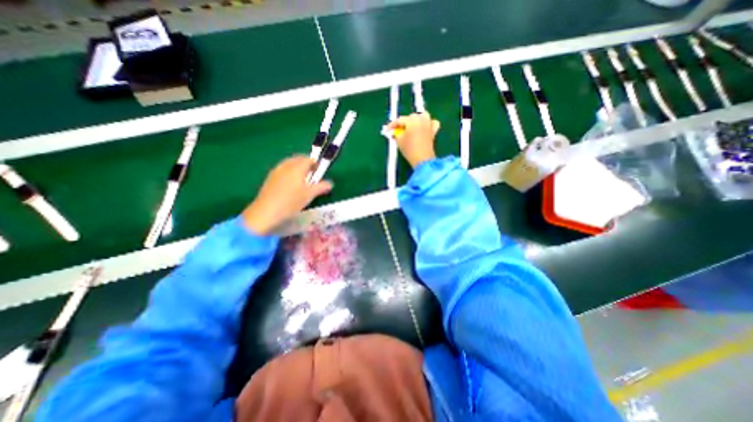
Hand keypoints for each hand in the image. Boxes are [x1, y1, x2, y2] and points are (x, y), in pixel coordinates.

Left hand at [244, 157, 331, 234]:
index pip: (308, 159)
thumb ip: (321, 187)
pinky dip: (289, 173)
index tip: (319, 172)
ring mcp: (276, 171)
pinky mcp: (270, 178)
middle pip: (298, 159)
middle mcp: (286, 165)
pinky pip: (283, 170)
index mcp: (297, 167)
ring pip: (289, 164)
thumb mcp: (310, 195)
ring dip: (297, 168)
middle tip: (312, 175)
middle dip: (306, 164)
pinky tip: (290, 185)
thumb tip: (330, 183)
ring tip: (302, 181)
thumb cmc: (291, 202)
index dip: (316, 164)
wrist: (266, 212)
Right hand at [384, 112, 438, 167]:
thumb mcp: (399, 141)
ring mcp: (429, 124)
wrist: (423, 159)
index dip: (392, 125)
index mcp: (412, 120)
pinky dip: (428, 124)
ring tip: (411, 127)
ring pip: (423, 116)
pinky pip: (432, 123)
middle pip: (411, 117)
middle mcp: (422, 119)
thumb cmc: (410, 149)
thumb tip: (395, 132)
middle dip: (404, 123)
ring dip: (416, 120)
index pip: (399, 120)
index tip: (387, 130)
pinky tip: (424, 128)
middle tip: (398, 130)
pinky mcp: (433, 131)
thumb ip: (396, 134)